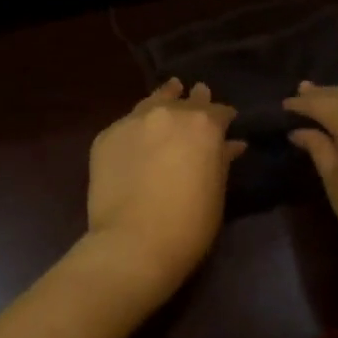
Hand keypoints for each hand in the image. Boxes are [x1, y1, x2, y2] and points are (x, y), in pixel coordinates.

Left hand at [79, 79, 243, 307]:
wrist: (133, 243)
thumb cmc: (189, 224)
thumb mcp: (216, 192)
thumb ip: (222, 160)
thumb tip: (232, 144)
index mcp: (203, 125)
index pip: (219, 111)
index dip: (224, 117)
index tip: (228, 122)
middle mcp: (168, 113)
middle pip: (184, 99)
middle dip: (194, 101)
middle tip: (198, 97)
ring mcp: (133, 121)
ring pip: (152, 102)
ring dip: (164, 100)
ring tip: (170, 93)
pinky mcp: (106, 136)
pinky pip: (126, 124)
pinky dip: (136, 127)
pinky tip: (137, 135)